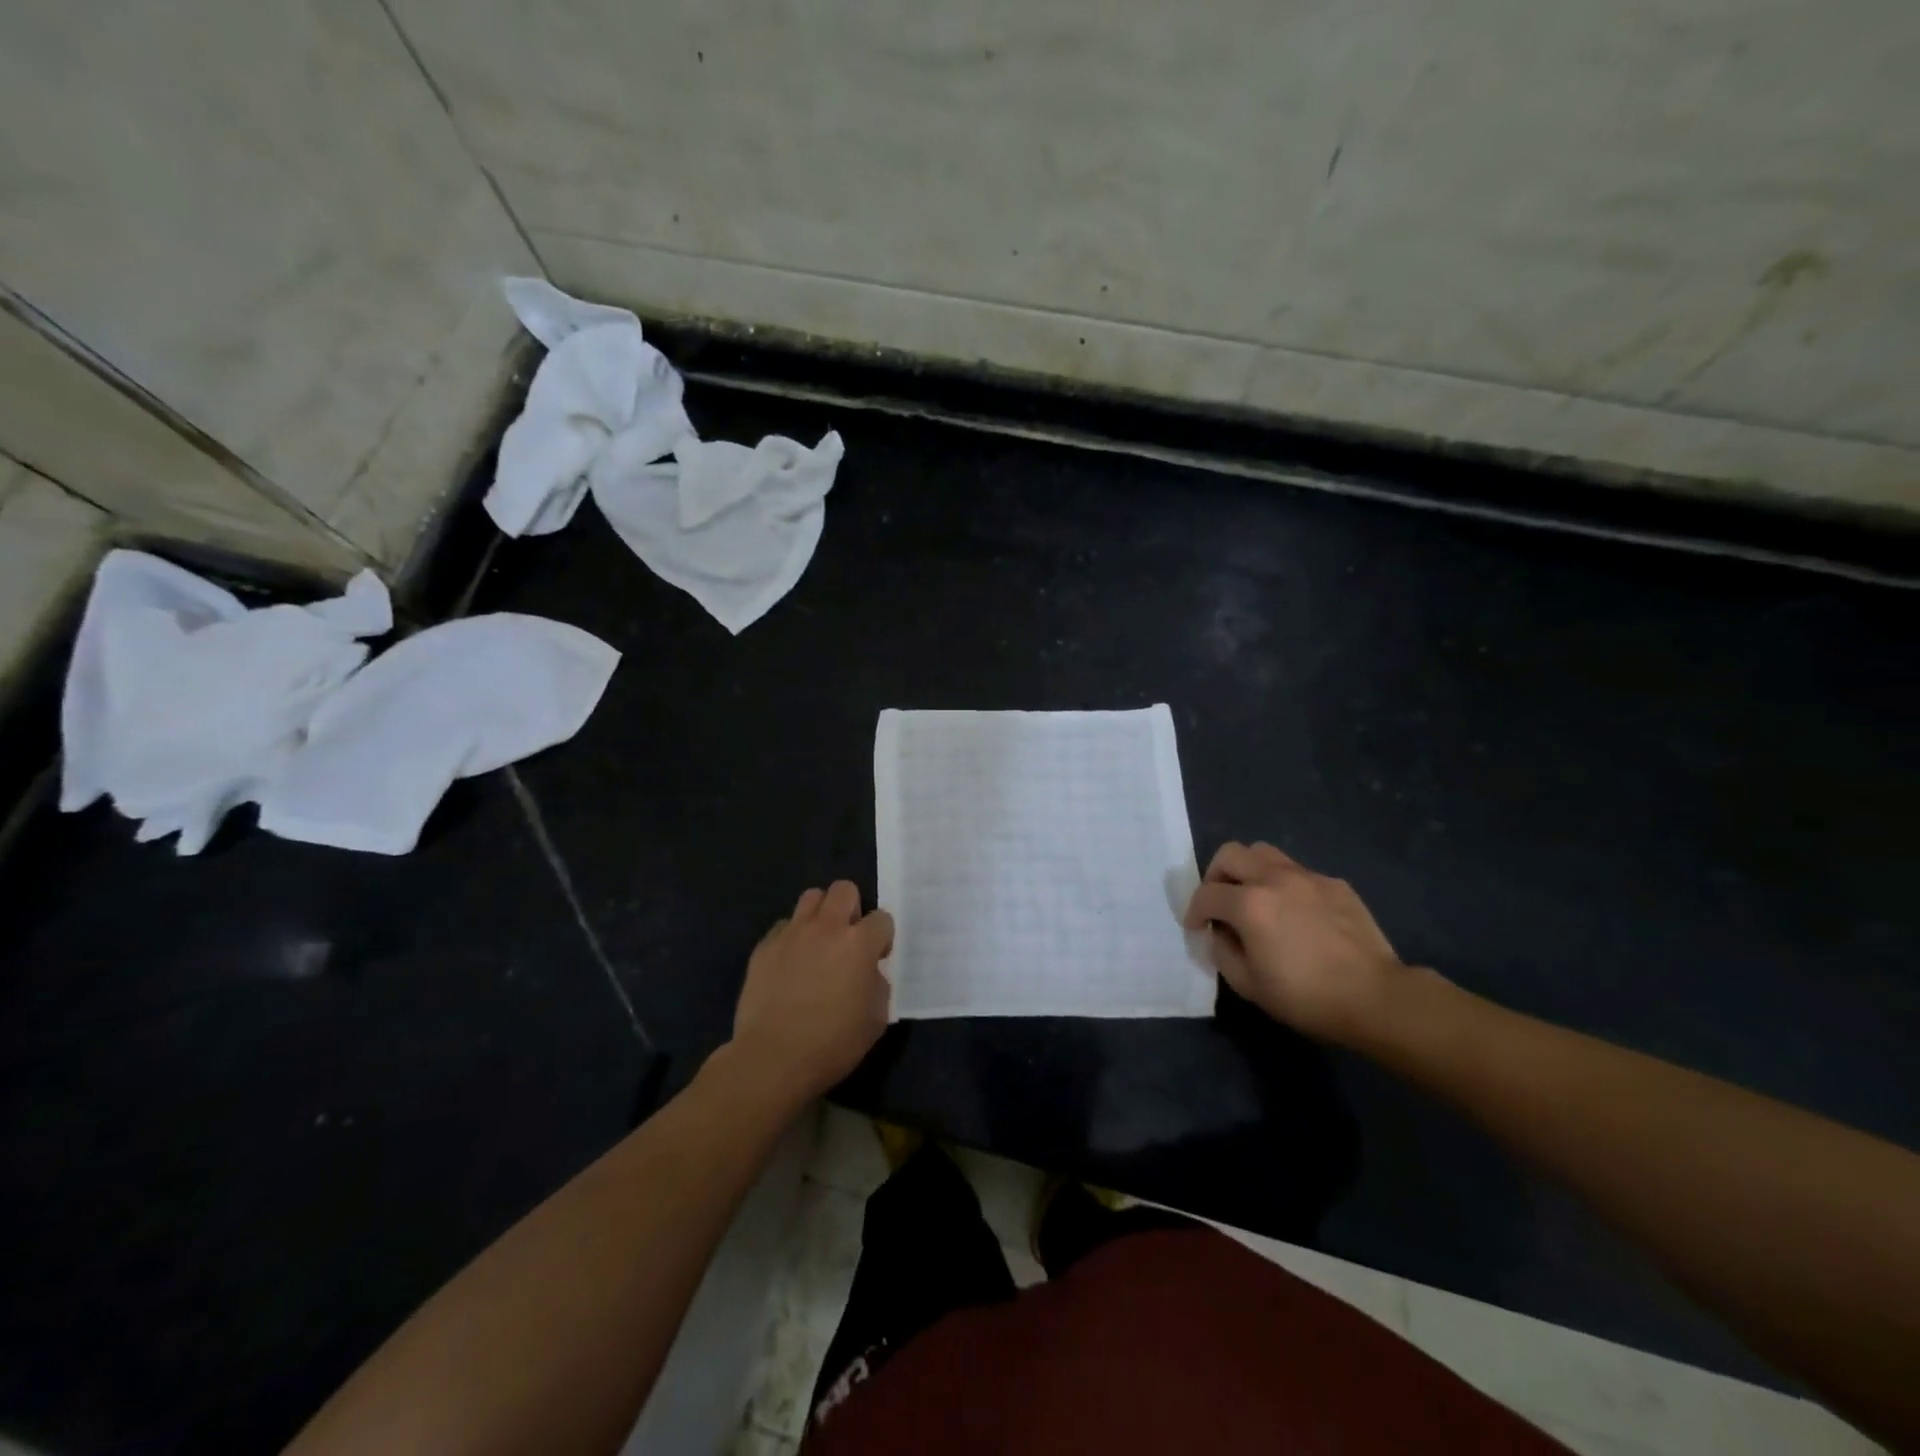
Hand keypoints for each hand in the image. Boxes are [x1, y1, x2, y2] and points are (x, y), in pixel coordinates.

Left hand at [729, 881, 893, 1102]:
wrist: (772, 1059)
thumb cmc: (832, 1044)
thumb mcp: (875, 1020)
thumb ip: (878, 985)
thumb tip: (869, 973)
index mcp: (859, 944)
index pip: (882, 918)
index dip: (882, 937)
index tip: (876, 958)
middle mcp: (826, 928)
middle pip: (844, 889)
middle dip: (852, 908)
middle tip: (848, 938)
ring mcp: (791, 933)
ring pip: (811, 897)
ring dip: (821, 915)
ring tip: (818, 942)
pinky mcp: (764, 947)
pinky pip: (783, 926)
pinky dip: (791, 937)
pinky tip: (790, 963)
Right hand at [1183, 841, 1410, 1044]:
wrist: (1376, 998)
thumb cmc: (1306, 997)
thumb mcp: (1248, 985)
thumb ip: (1223, 951)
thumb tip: (1220, 933)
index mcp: (1249, 904)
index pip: (1206, 894)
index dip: (1194, 911)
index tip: (1197, 928)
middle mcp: (1274, 878)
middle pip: (1230, 854)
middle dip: (1215, 876)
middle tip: (1220, 902)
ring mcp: (1307, 877)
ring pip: (1264, 852)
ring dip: (1248, 871)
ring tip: (1254, 898)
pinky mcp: (1334, 884)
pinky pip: (1297, 872)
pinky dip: (1284, 884)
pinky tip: (1295, 913)